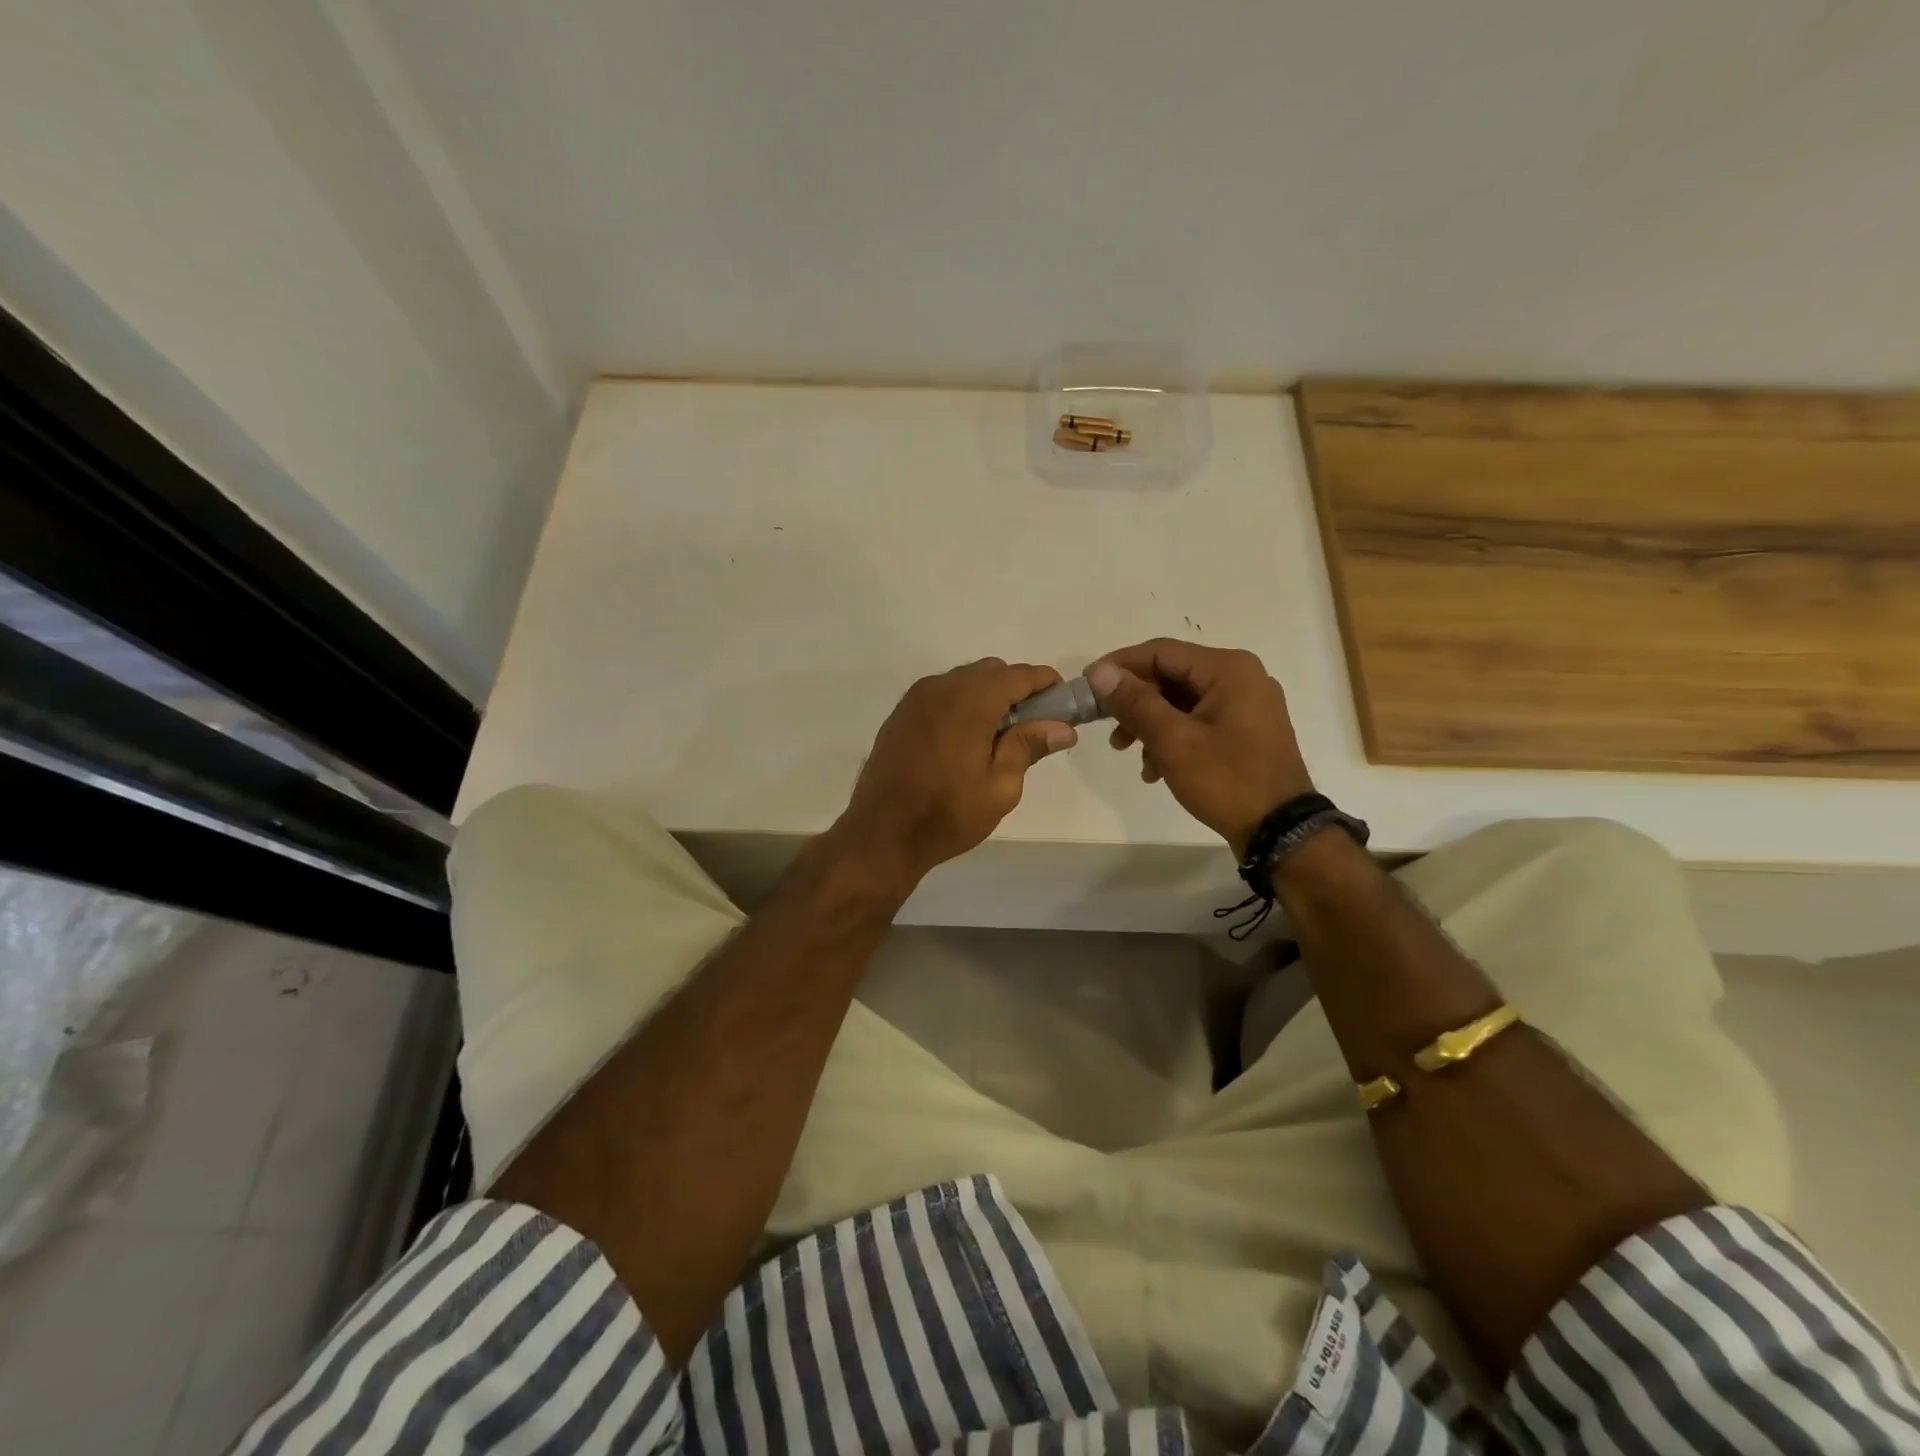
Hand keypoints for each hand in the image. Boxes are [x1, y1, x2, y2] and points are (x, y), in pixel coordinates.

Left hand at [836, 659, 1077, 886]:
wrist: (881, 833)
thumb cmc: (948, 813)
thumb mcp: (1000, 787)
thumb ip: (1029, 747)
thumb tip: (1063, 727)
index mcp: (971, 700)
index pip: (1020, 674)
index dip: (1046, 684)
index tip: (1063, 705)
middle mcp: (941, 687)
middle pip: (991, 671)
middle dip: (1016, 689)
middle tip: (1030, 727)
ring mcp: (916, 698)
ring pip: (964, 680)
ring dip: (987, 695)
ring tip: (997, 737)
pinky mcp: (901, 714)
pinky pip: (941, 694)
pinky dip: (961, 704)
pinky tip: (964, 740)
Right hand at [1086, 640, 1313, 857]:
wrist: (1280, 831)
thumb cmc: (1227, 780)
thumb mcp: (1173, 741)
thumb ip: (1135, 702)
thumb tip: (1099, 672)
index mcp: (1228, 669)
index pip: (1160, 651)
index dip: (1119, 666)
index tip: (1087, 685)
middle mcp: (1240, 676)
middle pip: (1171, 675)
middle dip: (1134, 701)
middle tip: (1105, 726)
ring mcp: (1246, 704)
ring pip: (1181, 700)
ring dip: (1149, 723)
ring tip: (1127, 752)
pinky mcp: (1245, 729)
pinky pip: (1197, 720)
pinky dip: (1172, 737)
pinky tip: (1155, 769)